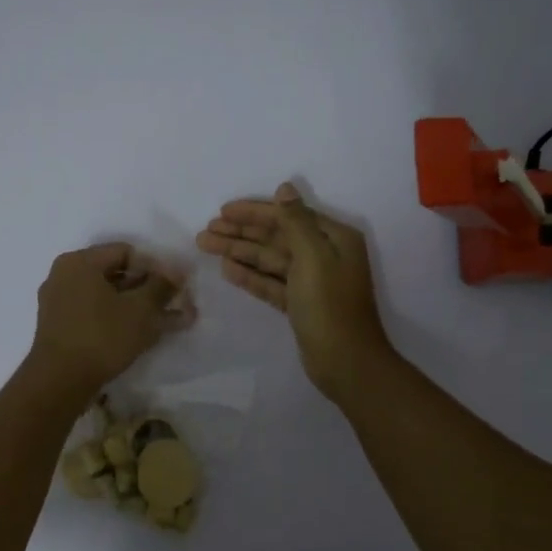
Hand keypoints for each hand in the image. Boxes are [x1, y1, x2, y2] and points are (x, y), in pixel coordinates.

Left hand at [27, 243, 190, 400]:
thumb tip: (177, 273)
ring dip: (138, 307)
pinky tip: (144, 334)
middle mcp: (64, 276)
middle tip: (175, 304)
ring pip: (107, 296)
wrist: (59, 383)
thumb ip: (162, 287)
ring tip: (167, 322)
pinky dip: (119, 320)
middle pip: (116, 274)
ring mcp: (58, 302)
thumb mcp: (141, 310)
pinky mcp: (60, 327)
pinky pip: (95, 314)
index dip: (156, 268)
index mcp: (79, 262)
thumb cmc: (102, 337)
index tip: (176, 288)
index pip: (127, 252)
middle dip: (149, 289)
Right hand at [198, 181, 394, 403]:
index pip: (287, 216)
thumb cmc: (329, 305)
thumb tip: (285, 188)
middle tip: (205, 231)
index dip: (254, 213)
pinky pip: (271, 283)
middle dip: (240, 233)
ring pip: (269, 260)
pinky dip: (250, 276)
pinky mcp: (299, 304)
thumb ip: (296, 221)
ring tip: (206, 246)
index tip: (222, 212)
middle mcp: (324, 255)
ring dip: (239, 252)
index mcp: (333, 238)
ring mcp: (311, 282)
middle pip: (275, 237)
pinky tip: (226, 269)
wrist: (345, 362)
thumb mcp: (313, 257)